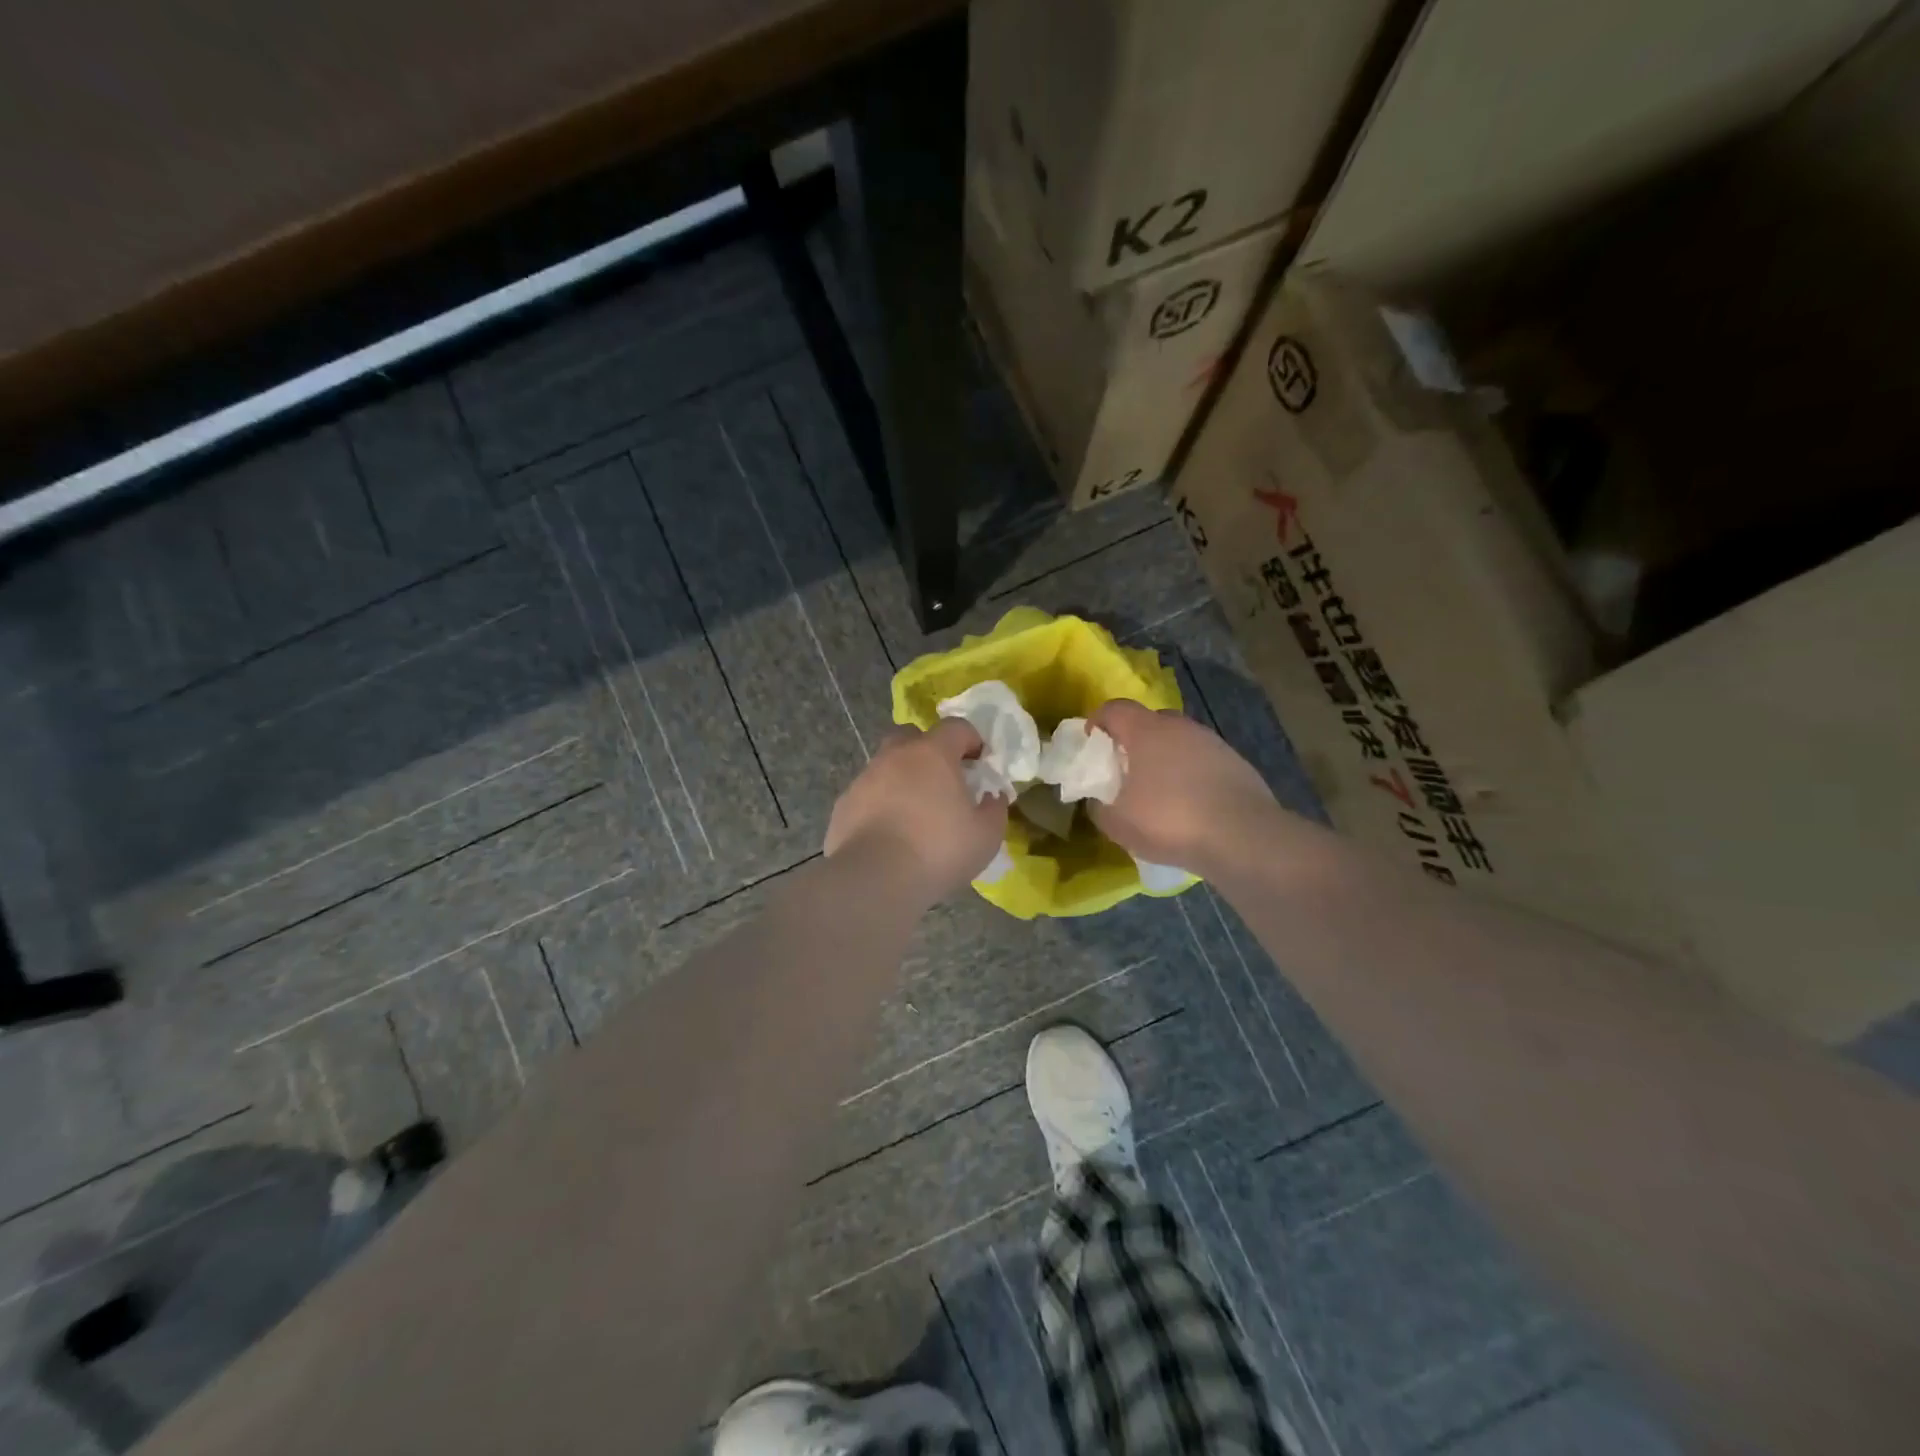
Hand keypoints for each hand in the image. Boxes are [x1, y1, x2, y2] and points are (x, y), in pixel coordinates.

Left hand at [824, 719, 1008, 903]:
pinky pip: (867, 795)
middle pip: (911, 736)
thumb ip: (994, 810)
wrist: (874, 879)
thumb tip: (992, 797)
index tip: (980, 761)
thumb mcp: (986, 836)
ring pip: (885, 766)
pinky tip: (888, 833)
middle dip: (927, 749)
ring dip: (901, 779)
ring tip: (914, 812)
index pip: (956, 727)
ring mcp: (864, 779)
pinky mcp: (843, 805)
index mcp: (932, 754)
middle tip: (941, 779)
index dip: (971, 739)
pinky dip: (879, 805)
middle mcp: (895, 756)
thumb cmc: (938, 850)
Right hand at [1086, 700, 1280, 875]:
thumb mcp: (1117, 823)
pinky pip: (1203, 761)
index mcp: (1146, 731)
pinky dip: (1191, 775)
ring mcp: (1213, 743)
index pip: (1114, 709)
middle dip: (1134, 740)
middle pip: (1150, 721)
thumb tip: (1098, 800)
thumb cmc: (1170, 820)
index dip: (1098, 721)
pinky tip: (1190, 804)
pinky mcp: (1237, 764)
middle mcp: (1181, 727)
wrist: (1243, 837)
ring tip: (1159, 791)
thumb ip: (1098, 807)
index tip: (1091, 742)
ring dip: (1165, 758)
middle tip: (1125, 768)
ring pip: (1180, 741)